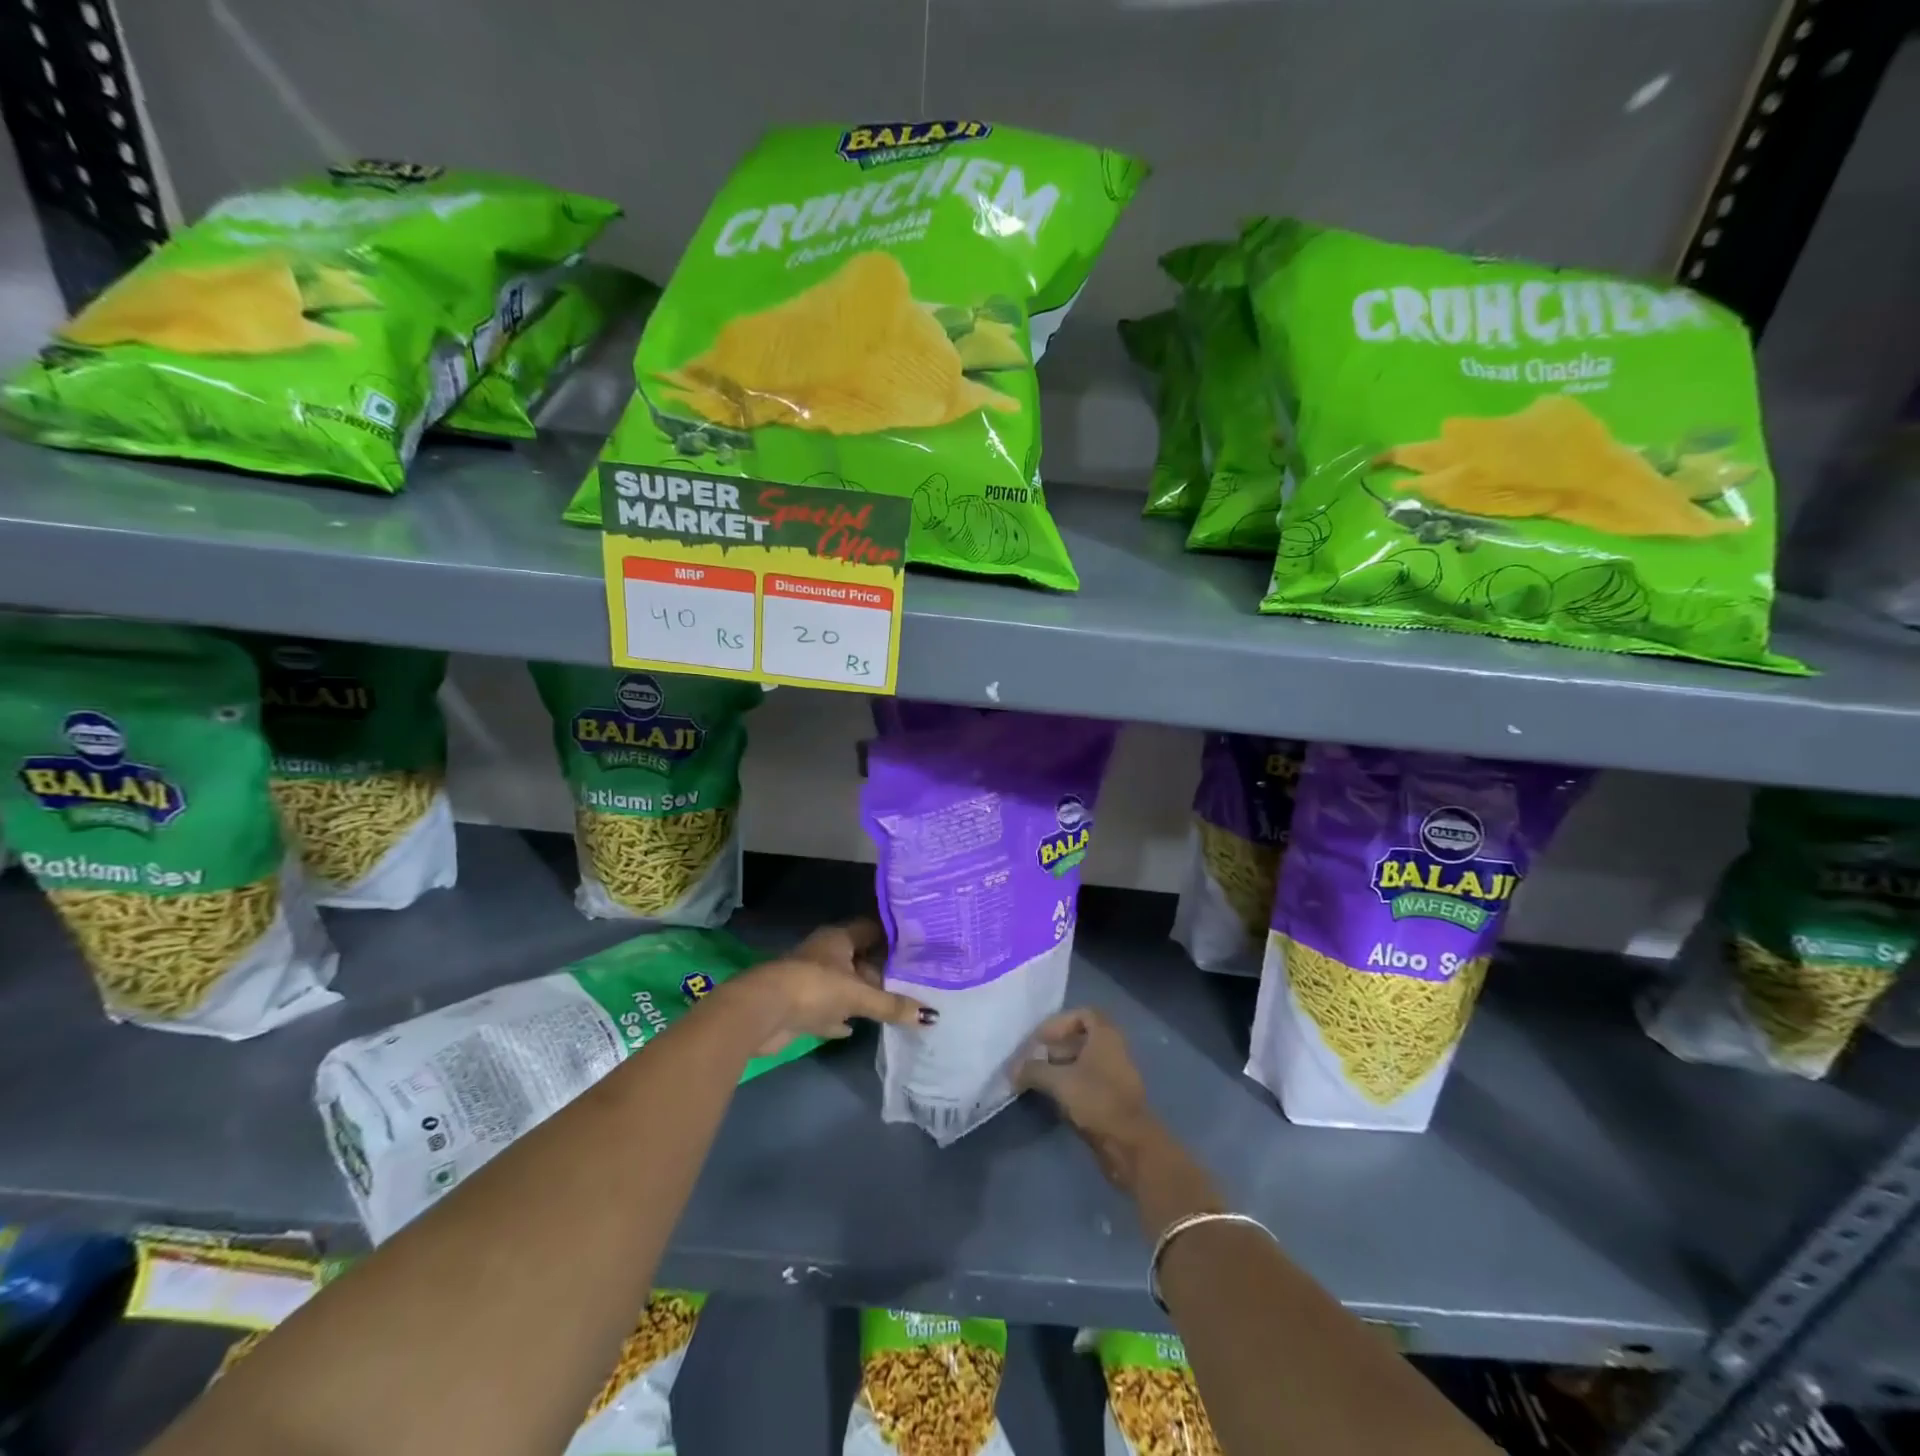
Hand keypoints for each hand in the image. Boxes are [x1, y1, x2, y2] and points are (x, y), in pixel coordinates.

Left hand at [737, 918, 928, 1055]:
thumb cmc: (813, 988)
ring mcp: (810, 980)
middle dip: (882, 972)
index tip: (918, 946)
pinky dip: (840, 1018)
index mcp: (838, 938)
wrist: (762, 1013)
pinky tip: (855, 1029)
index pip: (872, 929)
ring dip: (862, 996)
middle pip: (859, 959)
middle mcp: (825, 954)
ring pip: (844, 985)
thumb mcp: (858, 995)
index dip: (893, 937)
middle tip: (913, 982)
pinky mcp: (800, 1007)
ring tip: (894, 1006)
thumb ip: (892, 1005)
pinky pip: (828, 1010)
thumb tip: (930, 1016)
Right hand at [1017, 1008, 1161, 1188]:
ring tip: (1039, 1079)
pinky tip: (1054, 1098)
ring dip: (1061, 1067)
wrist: (1130, 1144)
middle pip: (1082, 1038)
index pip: (1083, 1014)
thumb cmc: (1096, 1100)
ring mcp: (1116, 1075)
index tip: (1041, 1039)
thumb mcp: (1059, 1081)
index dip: (1059, 1022)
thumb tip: (1012, 1069)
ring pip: (1084, 1062)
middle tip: (1034, 1059)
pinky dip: (1071, 1084)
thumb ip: (1033, 1070)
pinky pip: (1089, 1081)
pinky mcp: (1114, 1099)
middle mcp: (1114, 1050)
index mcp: (1106, 1036)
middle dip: (1055, 1046)